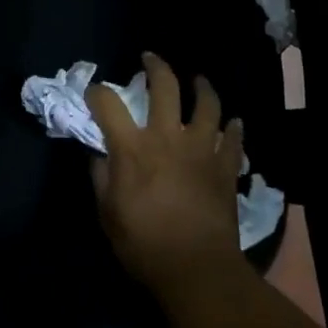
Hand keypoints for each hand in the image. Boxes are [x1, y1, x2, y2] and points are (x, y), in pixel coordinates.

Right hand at [85, 52, 245, 296]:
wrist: (195, 268)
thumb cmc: (143, 243)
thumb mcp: (107, 213)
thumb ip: (100, 177)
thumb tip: (98, 155)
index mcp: (132, 147)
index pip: (108, 104)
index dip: (97, 93)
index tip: (94, 92)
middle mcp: (167, 137)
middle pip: (164, 86)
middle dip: (155, 66)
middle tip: (150, 59)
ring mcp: (201, 149)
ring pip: (207, 104)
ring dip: (203, 87)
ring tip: (199, 80)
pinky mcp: (225, 166)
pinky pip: (234, 139)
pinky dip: (233, 128)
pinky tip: (233, 123)